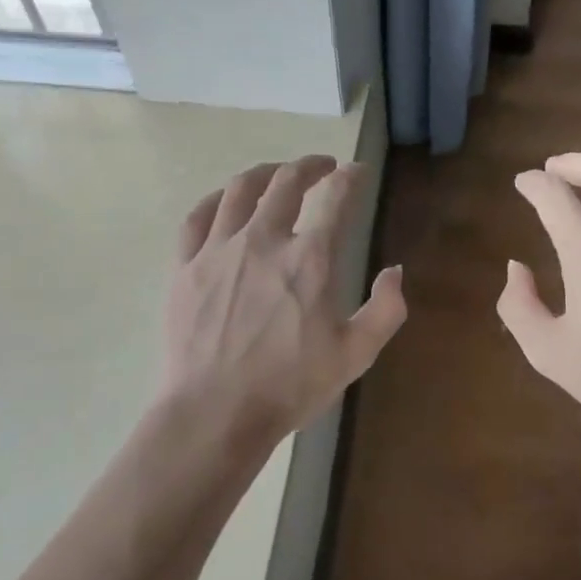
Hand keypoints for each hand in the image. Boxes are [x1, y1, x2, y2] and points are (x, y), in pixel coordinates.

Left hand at [159, 155, 406, 451]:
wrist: (214, 413)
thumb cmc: (289, 387)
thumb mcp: (355, 355)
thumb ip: (385, 310)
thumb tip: (395, 272)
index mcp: (309, 259)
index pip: (335, 198)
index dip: (350, 178)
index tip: (356, 171)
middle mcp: (263, 240)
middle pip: (286, 182)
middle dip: (309, 166)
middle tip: (322, 167)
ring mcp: (218, 250)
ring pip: (240, 190)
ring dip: (265, 173)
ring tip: (277, 174)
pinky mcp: (185, 266)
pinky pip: (197, 216)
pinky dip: (217, 199)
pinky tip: (226, 200)